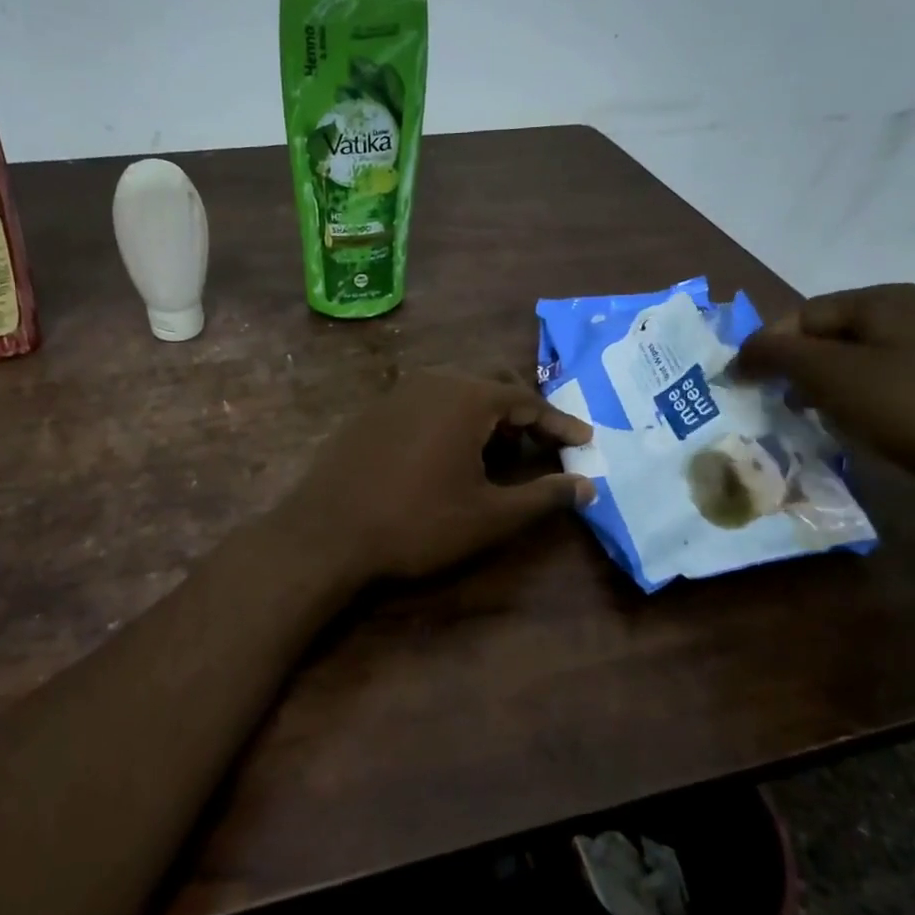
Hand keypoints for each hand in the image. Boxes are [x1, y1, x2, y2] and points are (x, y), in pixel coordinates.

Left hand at [275, 372, 595, 582]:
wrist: (327, 533)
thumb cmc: (416, 523)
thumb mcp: (489, 516)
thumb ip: (544, 497)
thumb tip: (588, 486)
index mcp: (466, 397)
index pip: (528, 401)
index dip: (560, 424)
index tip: (585, 442)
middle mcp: (433, 381)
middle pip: (492, 387)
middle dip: (522, 417)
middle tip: (540, 450)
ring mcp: (396, 393)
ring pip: (456, 393)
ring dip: (484, 419)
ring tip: (496, 457)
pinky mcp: (372, 411)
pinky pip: (426, 404)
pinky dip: (450, 422)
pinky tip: (446, 457)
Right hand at [734, 283, 914, 490]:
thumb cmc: (912, 409)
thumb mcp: (830, 376)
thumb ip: (776, 354)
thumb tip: (740, 352)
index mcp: (887, 299)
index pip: (802, 313)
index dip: (767, 346)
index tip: (743, 385)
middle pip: (831, 336)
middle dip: (795, 368)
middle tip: (774, 404)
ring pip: (859, 362)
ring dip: (824, 388)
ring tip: (809, 420)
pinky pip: (888, 385)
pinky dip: (859, 402)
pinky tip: (856, 429)